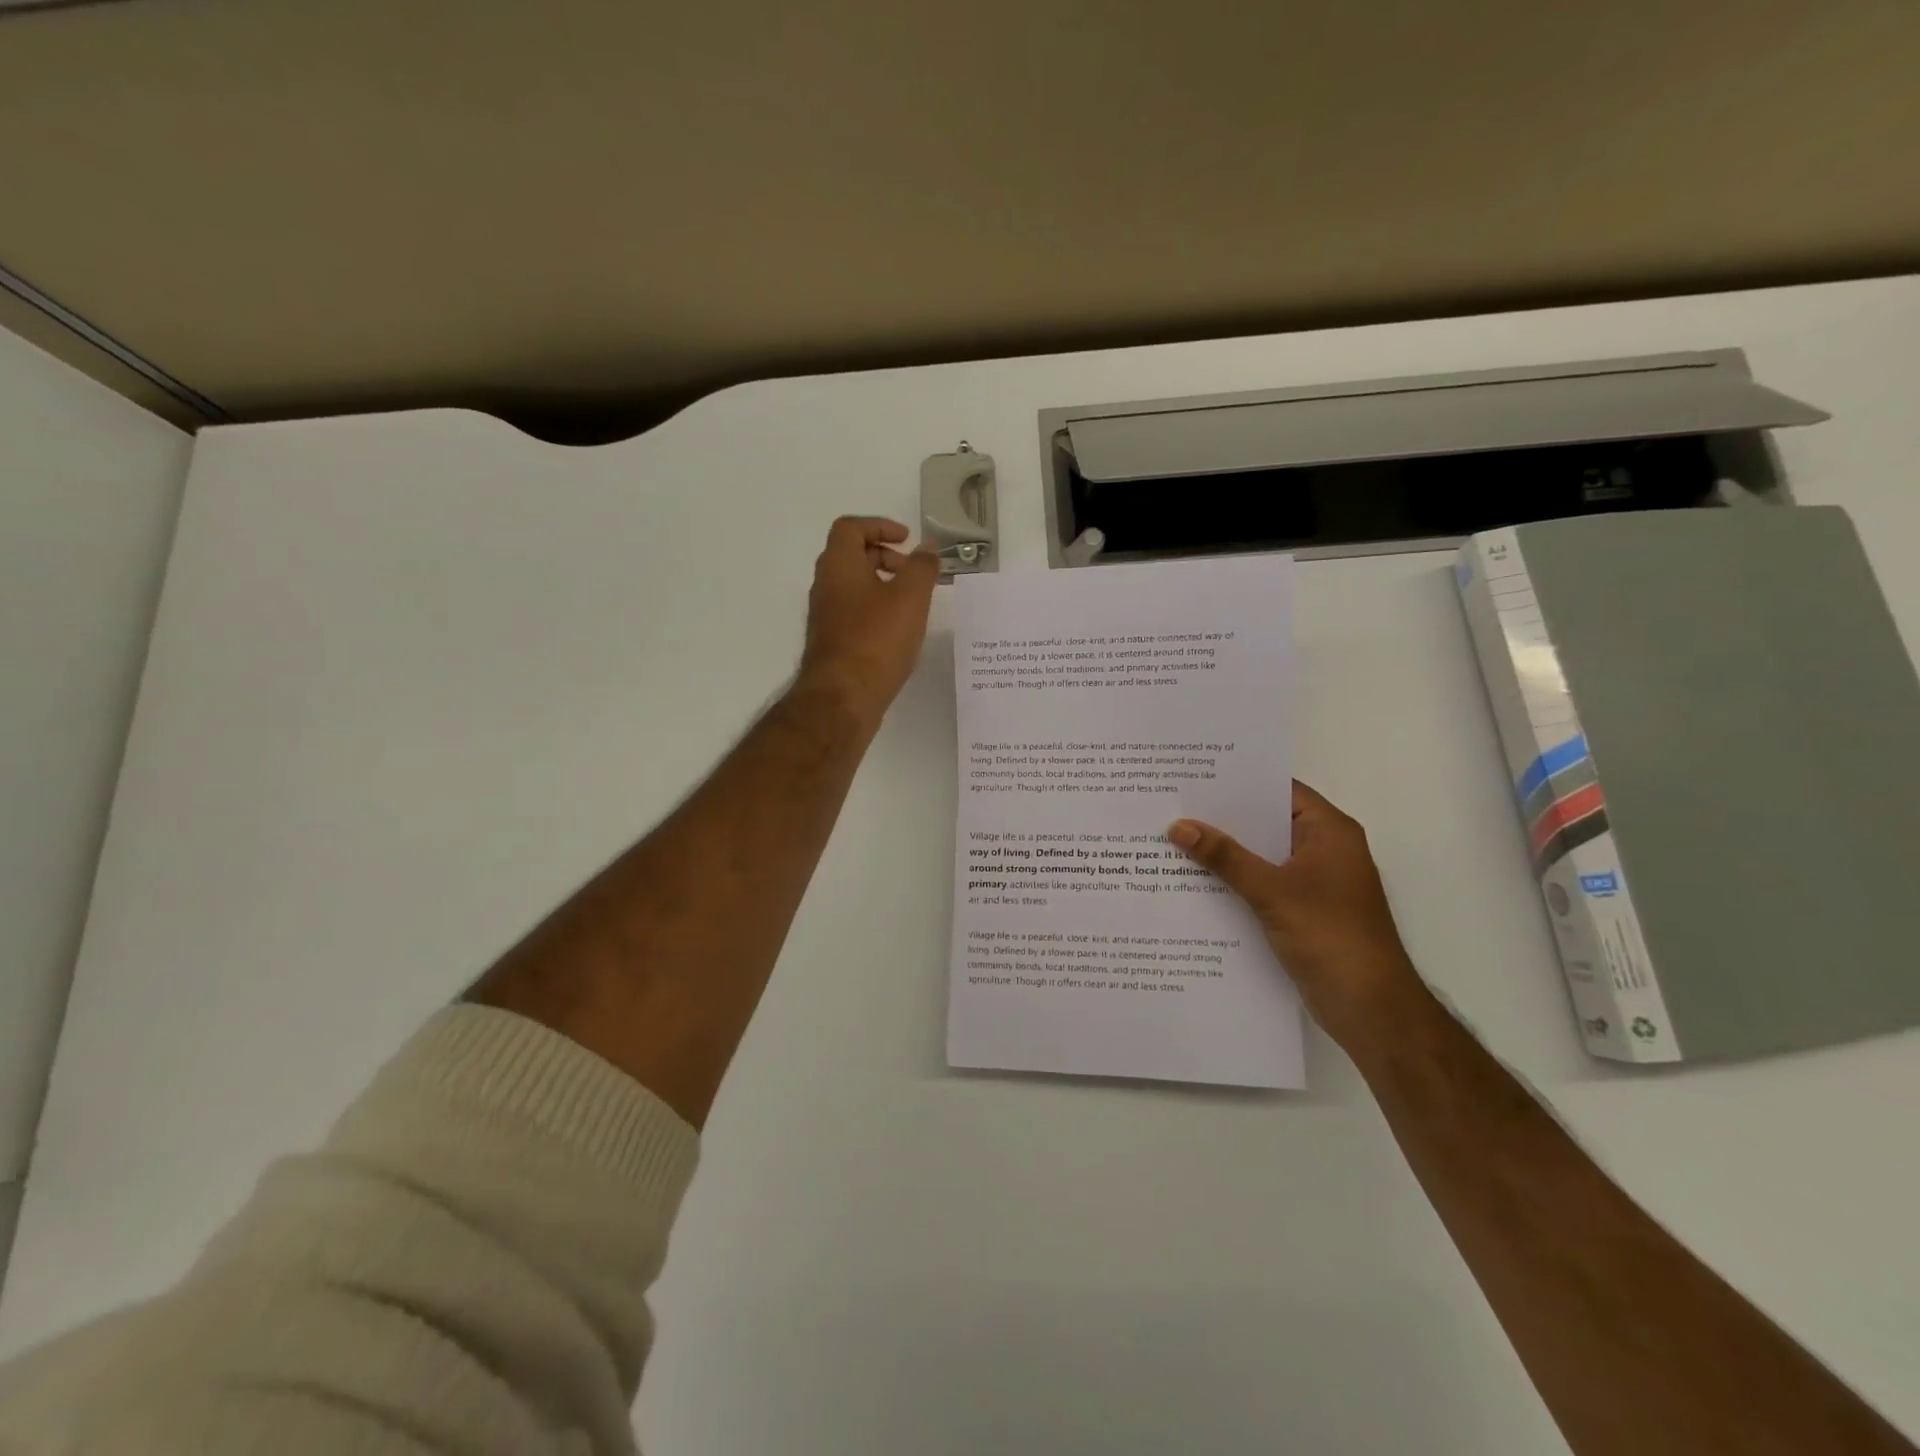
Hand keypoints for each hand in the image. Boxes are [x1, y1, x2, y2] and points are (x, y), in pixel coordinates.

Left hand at [798, 516, 940, 727]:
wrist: (843, 697)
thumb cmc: (876, 639)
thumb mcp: (910, 597)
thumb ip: (922, 567)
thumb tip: (928, 548)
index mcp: (839, 565)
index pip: (850, 528)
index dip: (878, 525)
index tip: (906, 539)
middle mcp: (826, 586)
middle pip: (851, 556)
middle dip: (885, 556)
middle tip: (913, 572)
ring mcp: (826, 616)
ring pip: (854, 587)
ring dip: (882, 585)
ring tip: (913, 604)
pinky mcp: (833, 642)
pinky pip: (855, 613)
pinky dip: (877, 610)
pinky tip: (899, 632)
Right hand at [1167, 782, 1425, 1047]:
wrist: (1370, 1008)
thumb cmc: (1330, 935)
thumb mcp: (1272, 891)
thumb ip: (1225, 857)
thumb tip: (1178, 826)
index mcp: (1329, 832)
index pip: (1279, 790)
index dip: (1239, 781)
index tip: (1195, 775)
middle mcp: (1323, 850)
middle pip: (1266, 823)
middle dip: (1223, 818)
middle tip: (1173, 805)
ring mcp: (1313, 883)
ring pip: (1261, 857)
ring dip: (1225, 853)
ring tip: (1173, 838)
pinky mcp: (1301, 912)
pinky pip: (1261, 885)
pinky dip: (1233, 882)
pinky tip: (1193, 881)